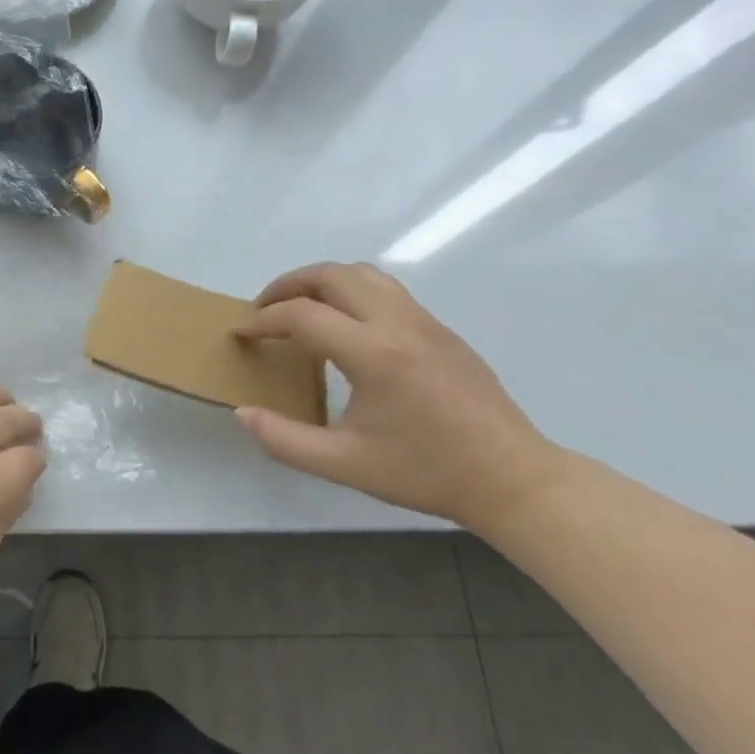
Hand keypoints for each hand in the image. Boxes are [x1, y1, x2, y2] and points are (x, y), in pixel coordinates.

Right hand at [235, 263, 559, 529]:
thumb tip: (243, 413)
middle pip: (330, 275)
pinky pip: (386, 289)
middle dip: (288, 285)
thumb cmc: (426, 472)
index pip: (301, 315)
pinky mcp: (441, 329)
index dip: (262, 321)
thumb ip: (285, 440)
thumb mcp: (346, 465)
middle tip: (264, 310)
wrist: (514, 479)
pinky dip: (352, 292)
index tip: (240, 334)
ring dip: (322, 281)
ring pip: (362, 273)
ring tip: (301, 308)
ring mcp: (424, 321)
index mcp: (372, 353)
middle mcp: (397, 323)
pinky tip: (346, 327)